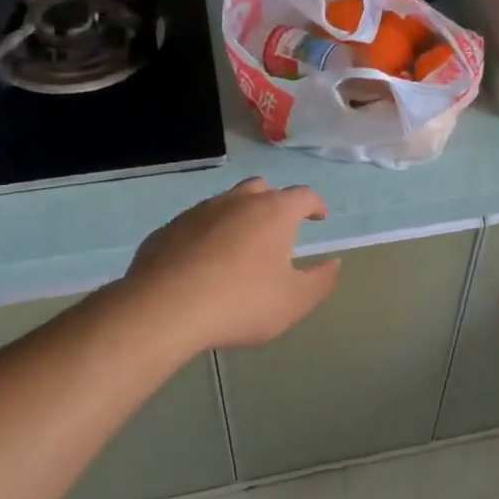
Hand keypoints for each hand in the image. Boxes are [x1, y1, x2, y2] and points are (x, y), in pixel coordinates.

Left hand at [122, 179, 342, 351]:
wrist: (165, 308)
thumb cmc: (241, 302)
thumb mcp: (294, 301)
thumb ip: (321, 280)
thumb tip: (334, 263)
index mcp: (274, 212)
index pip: (303, 196)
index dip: (315, 205)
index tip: (319, 217)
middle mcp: (237, 201)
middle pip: (262, 189)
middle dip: (275, 203)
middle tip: (279, 228)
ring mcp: (199, 211)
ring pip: (227, 203)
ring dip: (239, 216)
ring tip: (241, 246)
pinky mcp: (169, 228)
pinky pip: (196, 224)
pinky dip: (208, 234)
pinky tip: (204, 262)